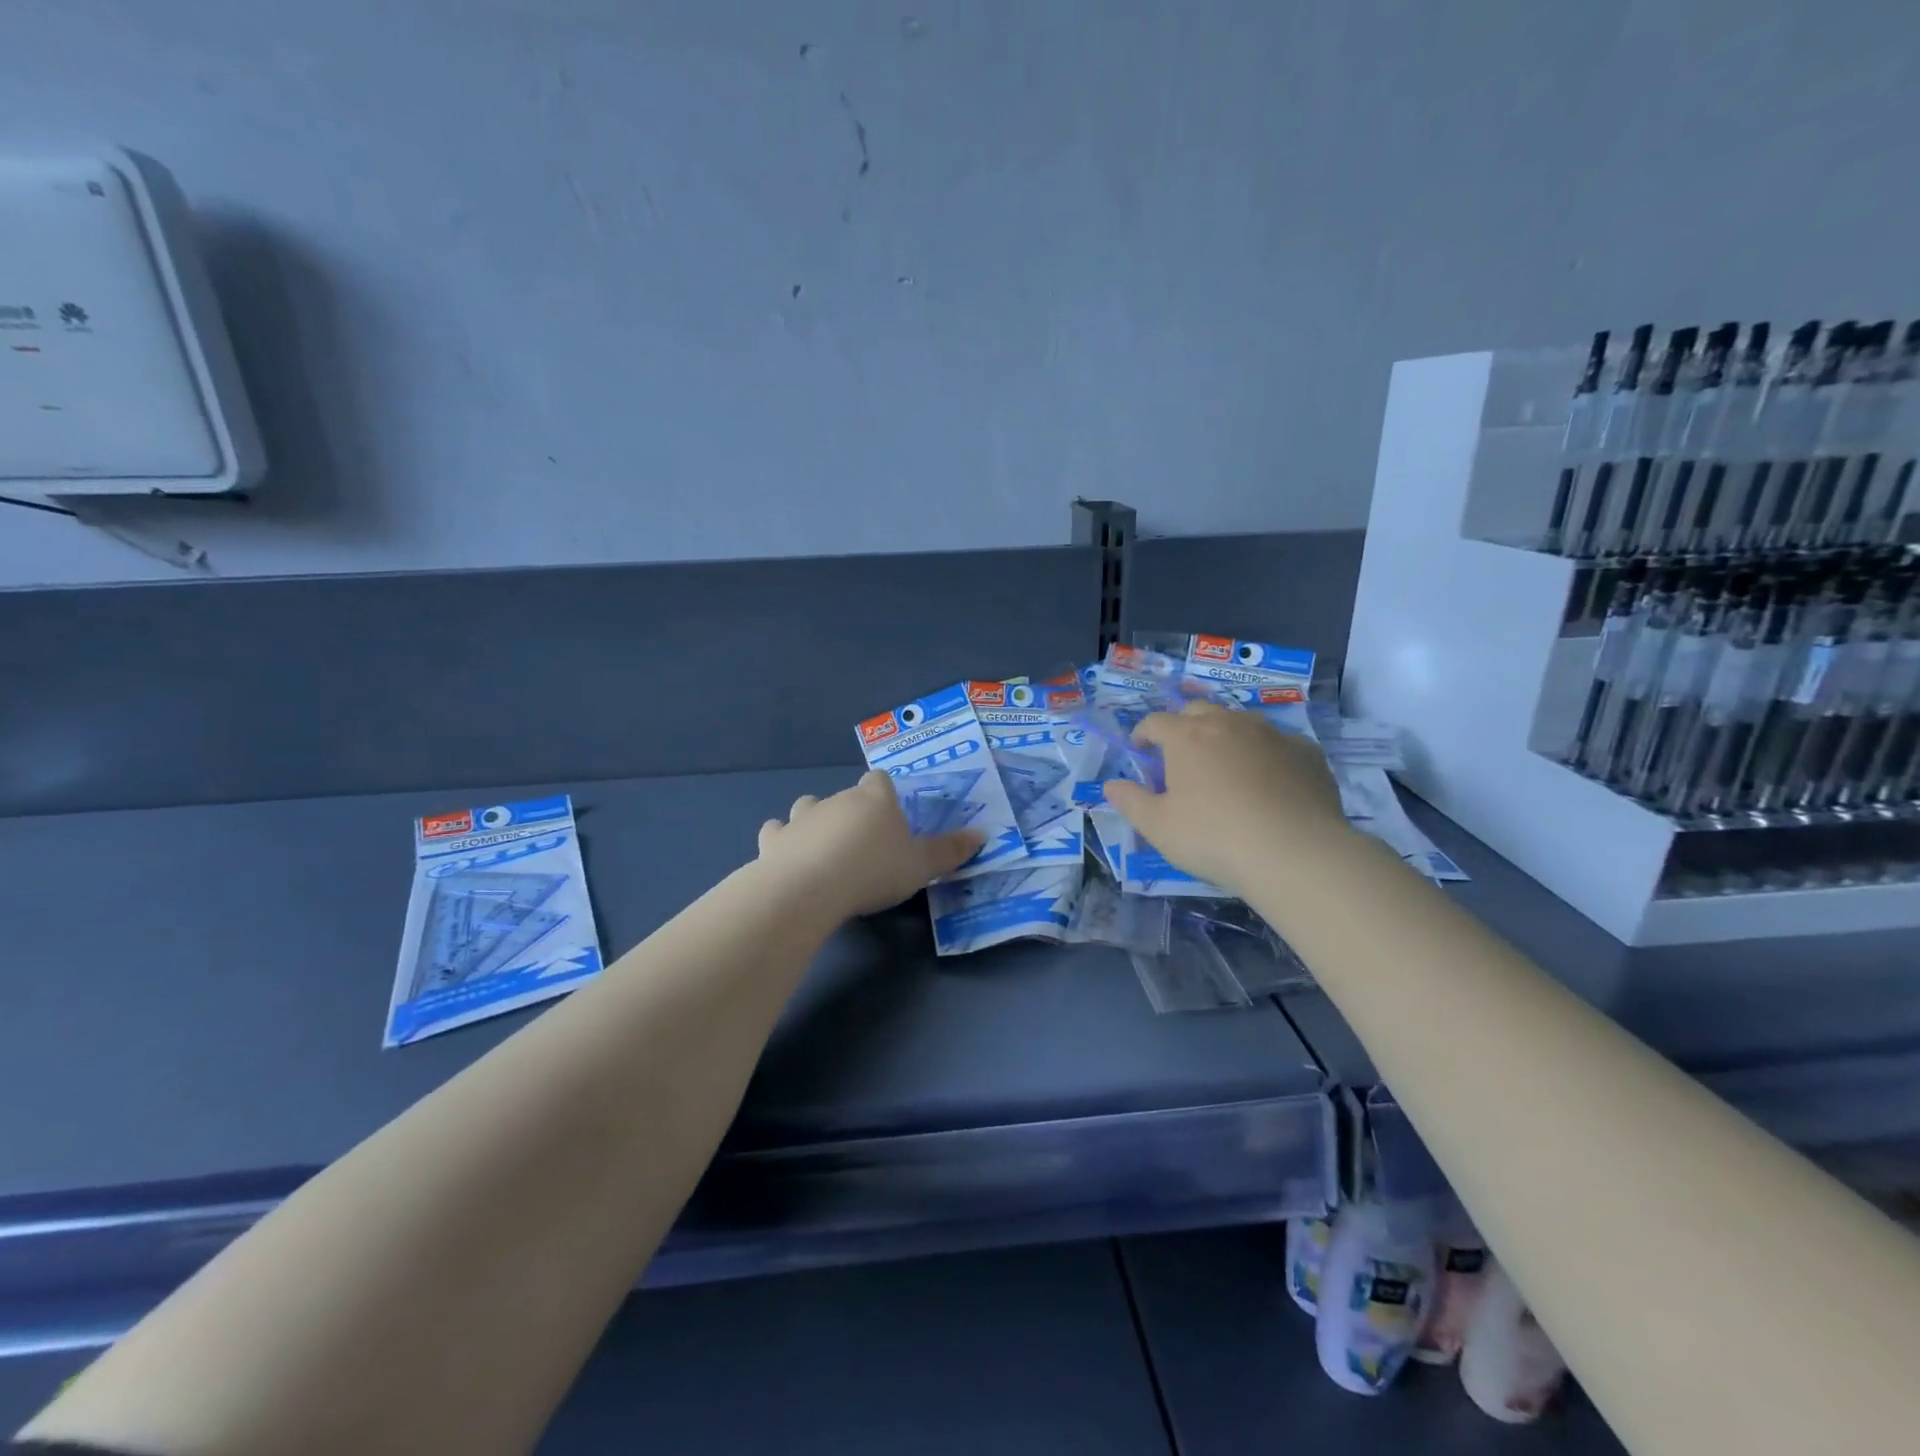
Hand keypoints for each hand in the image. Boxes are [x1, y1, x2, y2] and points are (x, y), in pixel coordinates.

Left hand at [756, 771, 983, 919]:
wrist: (812, 887)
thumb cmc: (874, 870)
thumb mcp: (922, 866)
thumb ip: (950, 851)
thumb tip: (982, 834)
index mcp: (875, 800)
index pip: (880, 781)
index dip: (885, 793)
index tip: (890, 813)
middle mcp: (838, 800)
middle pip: (846, 795)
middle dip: (853, 812)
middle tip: (864, 843)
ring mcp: (802, 818)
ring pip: (807, 807)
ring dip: (815, 821)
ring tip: (824, 847)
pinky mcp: (774, 840)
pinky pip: (776, 831)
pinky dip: (782, 839)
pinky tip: (786, 855)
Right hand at [1101, 701, 1350, 898]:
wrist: (1294, 852)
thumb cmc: (1213, 838)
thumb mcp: (1158, 827)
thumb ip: (1131, 802)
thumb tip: (1111, 785)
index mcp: (1187, 737)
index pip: (1155, 721)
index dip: (1142, 733)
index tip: (1139, 749)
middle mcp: (1228, 724)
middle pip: (1199, 710)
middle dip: (1184, 725)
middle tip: (1180, 753)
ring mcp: (1272, 734)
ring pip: (1242, 721)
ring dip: (1226, 734)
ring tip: (1225, 763)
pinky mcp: (1307, 752)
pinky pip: (1279, 743)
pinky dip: (1267, 754)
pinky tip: (1270, 779)